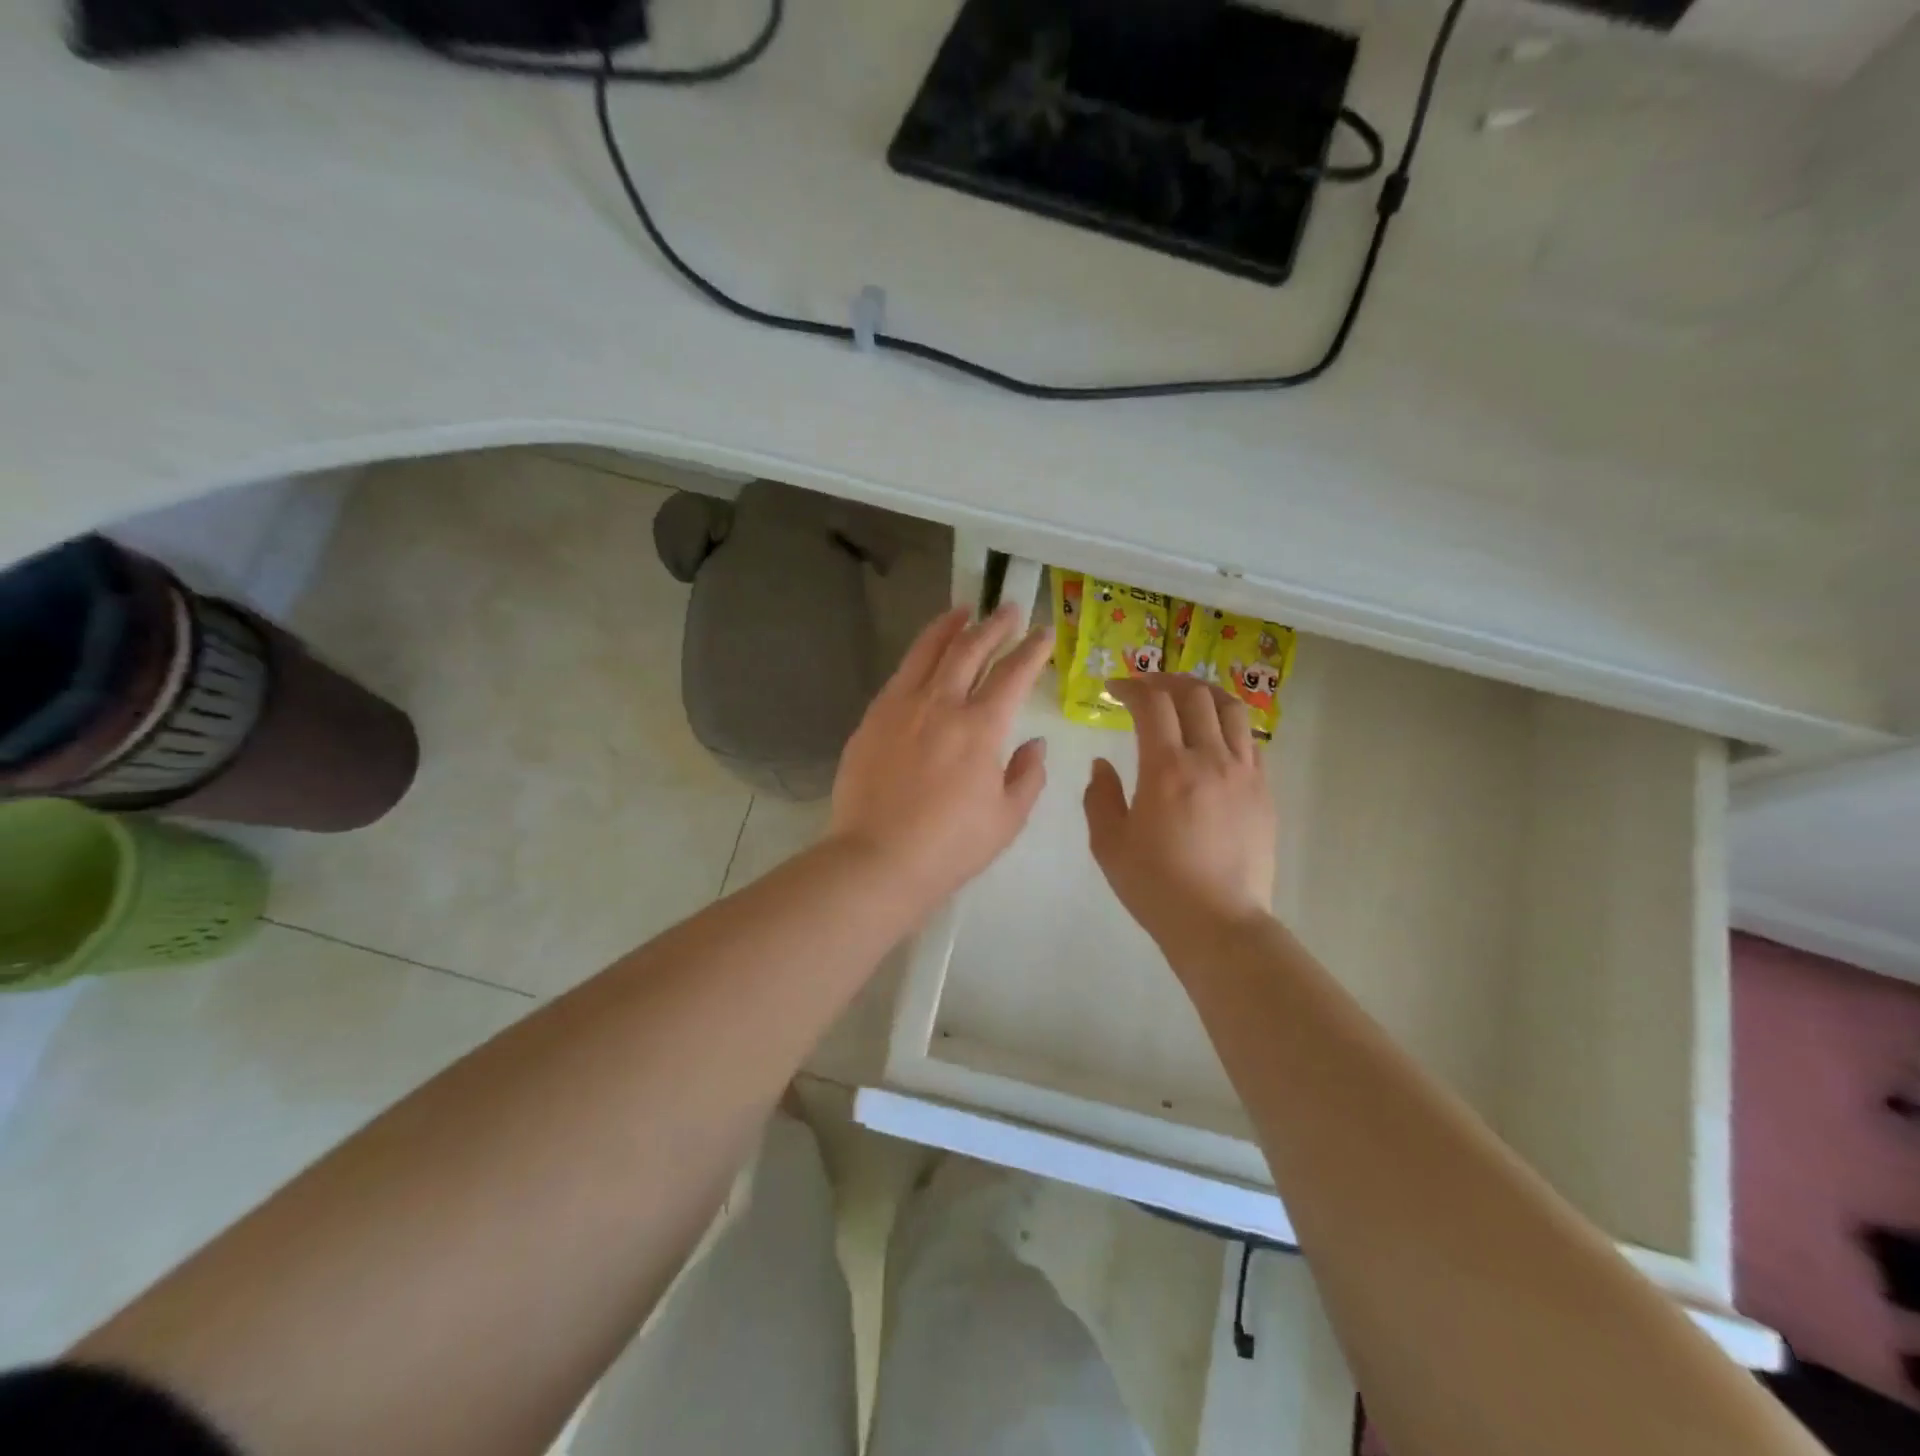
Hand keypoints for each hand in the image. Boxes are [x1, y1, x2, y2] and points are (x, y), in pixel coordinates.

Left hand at [831, 603, 1052, 911]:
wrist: (877, 859)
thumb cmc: (950, 846)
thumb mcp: (1007, 818)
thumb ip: (1027, 775)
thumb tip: (1033, 743)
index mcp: (981, 727)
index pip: (1013, 674)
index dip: (1032, 650)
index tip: (1043, 634)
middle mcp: (941, 704)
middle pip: (970, 649)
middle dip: (994, 625)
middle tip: (1008, 610)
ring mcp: (901, 707)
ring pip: (928, 651)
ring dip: (950, 627)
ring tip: (963, 611)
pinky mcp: (872, 718)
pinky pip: (900, 675)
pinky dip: (919, 655)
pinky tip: (925, 656)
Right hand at [1084, 675, 1277, 950]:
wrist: (1218, 923)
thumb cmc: (1156, 886)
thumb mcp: (1109, 844)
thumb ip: (1100, 796)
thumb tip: (1103, 763)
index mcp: (1166, 768)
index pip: (1152, 703)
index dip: (1131, 687)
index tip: (1114, 690)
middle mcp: (1210, 759)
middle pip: (1194, 695)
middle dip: (1166, 681)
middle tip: (1146, 688)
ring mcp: (1244, 773)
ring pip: (1231, 709)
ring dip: (1204, 693)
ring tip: (1186, 697)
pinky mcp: (1264, 791)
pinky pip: (1250, 741)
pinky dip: (1229, 724)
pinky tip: (1215, 736)